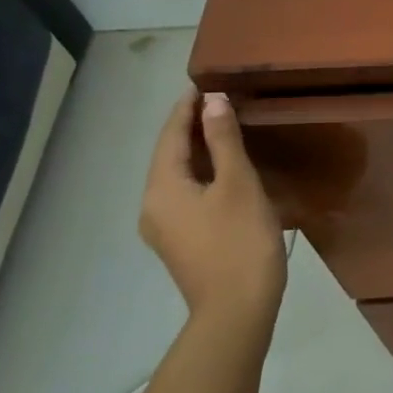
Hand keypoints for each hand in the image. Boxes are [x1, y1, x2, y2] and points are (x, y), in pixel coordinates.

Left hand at [139, 90, 287, 328]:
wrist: (237, 310)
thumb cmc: (240, 241)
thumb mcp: (238, 184)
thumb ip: (224, 140)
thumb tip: (213, 101)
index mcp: (161, 188)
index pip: (170, 135)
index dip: (186, 107)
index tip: (205, 82)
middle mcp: (153, 205)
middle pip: (169, 155)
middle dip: (190, 126)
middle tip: (218, 100)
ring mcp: (164, 227)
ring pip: (177, 175)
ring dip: (196, 149)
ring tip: (223, 127)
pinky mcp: (181, 241)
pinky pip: (185, 193)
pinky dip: (201, 172)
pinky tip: (223, 169)